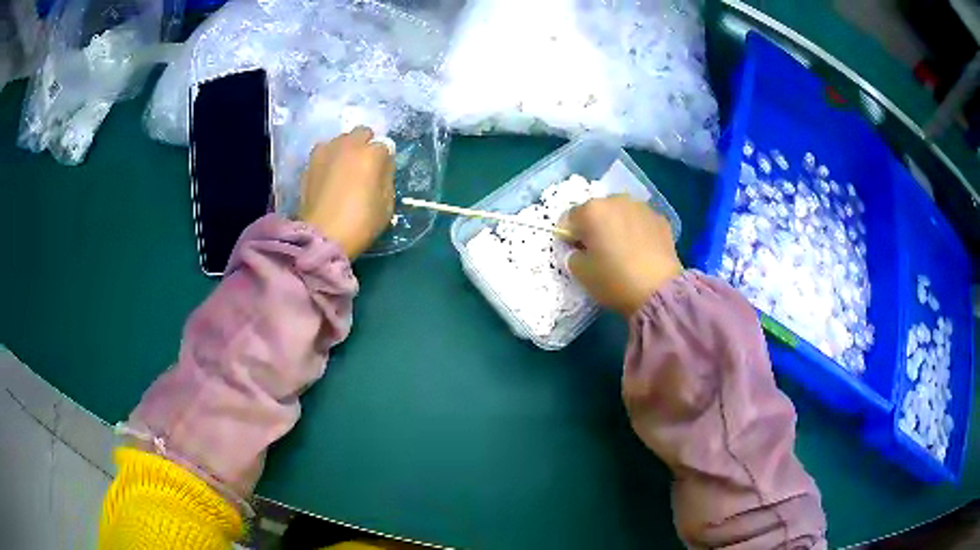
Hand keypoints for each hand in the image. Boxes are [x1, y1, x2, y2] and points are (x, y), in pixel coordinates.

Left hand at [299, 127, 394, 258]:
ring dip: (345, 149)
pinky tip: (328, 176)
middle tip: (364, 166)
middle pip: (362, 133)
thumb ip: (386, 179)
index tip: (382, 175)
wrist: (321, 236)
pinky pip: (324, 152)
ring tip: (343, 169)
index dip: (384, 161)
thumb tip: (382, 168)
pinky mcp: (309, 163)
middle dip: (365, 145)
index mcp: (371, 154)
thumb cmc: (360, 224)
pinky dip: (328, 159)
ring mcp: (326, 152)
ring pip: (340, 140)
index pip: (385, 147)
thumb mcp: (387, 205)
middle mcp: (348, 145)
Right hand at [560, 195, 682, 316]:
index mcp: (592, 210)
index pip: (570, 218)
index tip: (575, 252)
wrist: (659, 290)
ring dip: (617, 226)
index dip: (569, 236)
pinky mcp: (660, 219)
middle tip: (599, 252)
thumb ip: (573, 255)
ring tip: (623, 251)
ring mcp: (641, 207)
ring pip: (621, 213)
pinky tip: (641, 252)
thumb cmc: (614, 279)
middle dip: (595, 227)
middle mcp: (616, 200)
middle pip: (597, 211)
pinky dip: (637, 232)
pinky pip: (640, 222)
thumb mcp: (581, 273)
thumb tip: (580, 250)